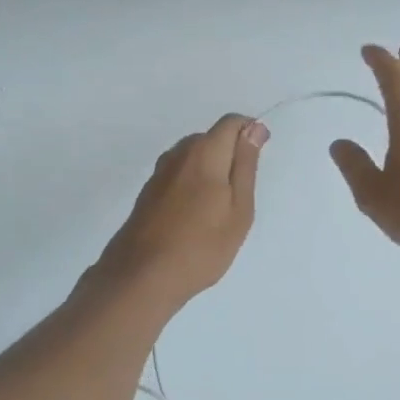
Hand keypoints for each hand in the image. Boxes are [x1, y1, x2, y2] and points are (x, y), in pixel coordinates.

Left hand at [93, 115, 267, 311]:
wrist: (142, 276)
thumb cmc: (201, 245)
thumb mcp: (239, 208)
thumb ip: (245, 164)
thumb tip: (254, 128)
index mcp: (204, 152)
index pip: (231, 123)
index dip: (250, 134)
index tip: (257, 165)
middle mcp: (178, 153)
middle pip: (211, 138)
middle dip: (230, 155)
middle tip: (241, 197)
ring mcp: (159, 172)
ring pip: (193, 157)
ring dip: (210, 172)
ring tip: (218, 211)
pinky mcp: (148, 191)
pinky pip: (179, 174)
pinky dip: (193, 185)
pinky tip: (195, 218)